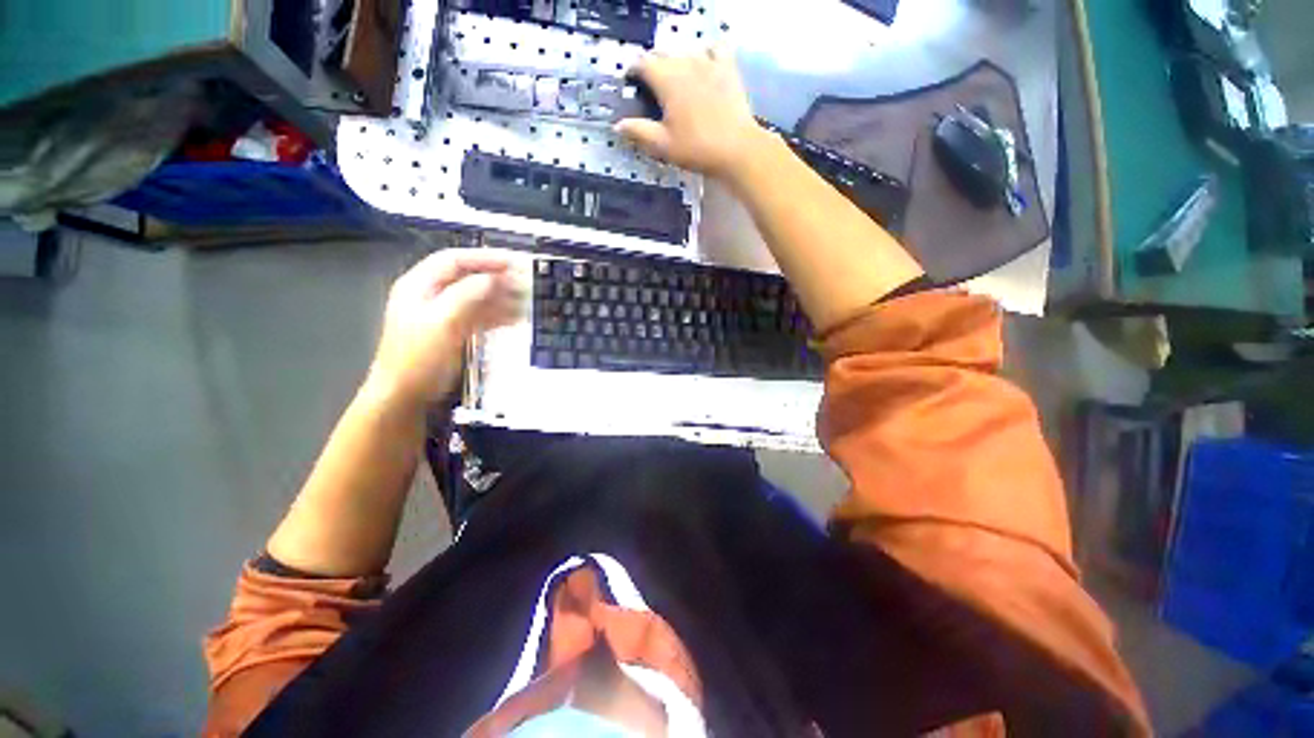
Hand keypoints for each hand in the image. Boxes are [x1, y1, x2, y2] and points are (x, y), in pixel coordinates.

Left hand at [368, 249, 520, 406]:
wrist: (406, 395)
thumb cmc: (418, 358)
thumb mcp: (442, 322)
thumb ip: (467, 295)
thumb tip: (492, 279)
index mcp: (420, 286)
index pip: (454, 260)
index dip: (484, 258)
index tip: (513, 262)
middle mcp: (432, 295)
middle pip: (468, 278)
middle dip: (497, 278)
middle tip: (525, 282)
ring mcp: (444, 314)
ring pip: (478, 298)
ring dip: (502, 298)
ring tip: (527, 301)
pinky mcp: (455, 331)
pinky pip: (480, 316)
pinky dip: (498, 315)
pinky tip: (517, 318)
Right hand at [614, 47, 766, 177]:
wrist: (736, 149)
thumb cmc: (697, 149)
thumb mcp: (663, 145)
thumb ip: (639, 132)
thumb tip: (618, 125)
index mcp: (666, 79)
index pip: (642, 63)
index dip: (634, 71)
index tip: (632, 84)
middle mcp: (685, 63)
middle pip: (663, 54)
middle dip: (653, 67)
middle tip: (652, 89)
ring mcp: (709, 62)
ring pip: (686, 50)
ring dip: (677, 61)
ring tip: (677, 81)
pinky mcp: (728, 68)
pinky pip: (715, 48)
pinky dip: (707, 53)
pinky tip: (705, 65)